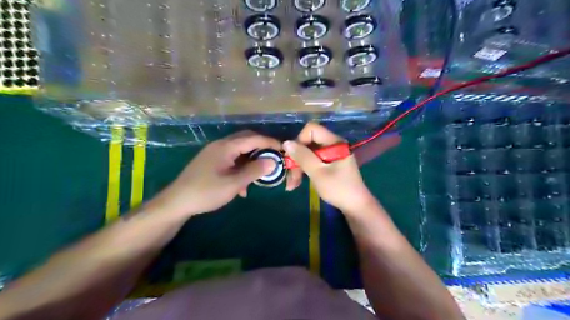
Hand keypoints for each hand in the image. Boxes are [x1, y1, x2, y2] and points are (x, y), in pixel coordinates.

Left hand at [146, 130, 279, 216]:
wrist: (177, 202)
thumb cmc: (206, 192)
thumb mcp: (233, 183)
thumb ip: (254, 171)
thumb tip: (273, 161)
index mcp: (226, 147)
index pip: (253, 138)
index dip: (270, 142)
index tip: (283, 149)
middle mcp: (221, 145)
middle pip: (246, 140)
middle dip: (262, 148)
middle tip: (274, 157)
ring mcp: (215, 153)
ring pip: (239, 150)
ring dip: (252, 159)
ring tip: (261, 173)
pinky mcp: (211, 161)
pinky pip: (232, 159)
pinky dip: (241, 167)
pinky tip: (243, 185)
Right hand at [285, 122, 376, 214]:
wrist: (355, 207)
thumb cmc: (339, 189)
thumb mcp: (318, 173)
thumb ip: (303, 156)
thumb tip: (286, 142)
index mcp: (334, 142)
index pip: (312, 129)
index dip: (300, 141)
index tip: (294, 158)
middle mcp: (333, 144)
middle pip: (308, 143)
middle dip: (297, 159)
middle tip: (290, 179)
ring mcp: (331, 154)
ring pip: (308, 153)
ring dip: (298, 168)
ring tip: (292, 185)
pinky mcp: (329, 163)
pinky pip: (312, 161)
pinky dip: (304, 170)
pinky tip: (298, 183)